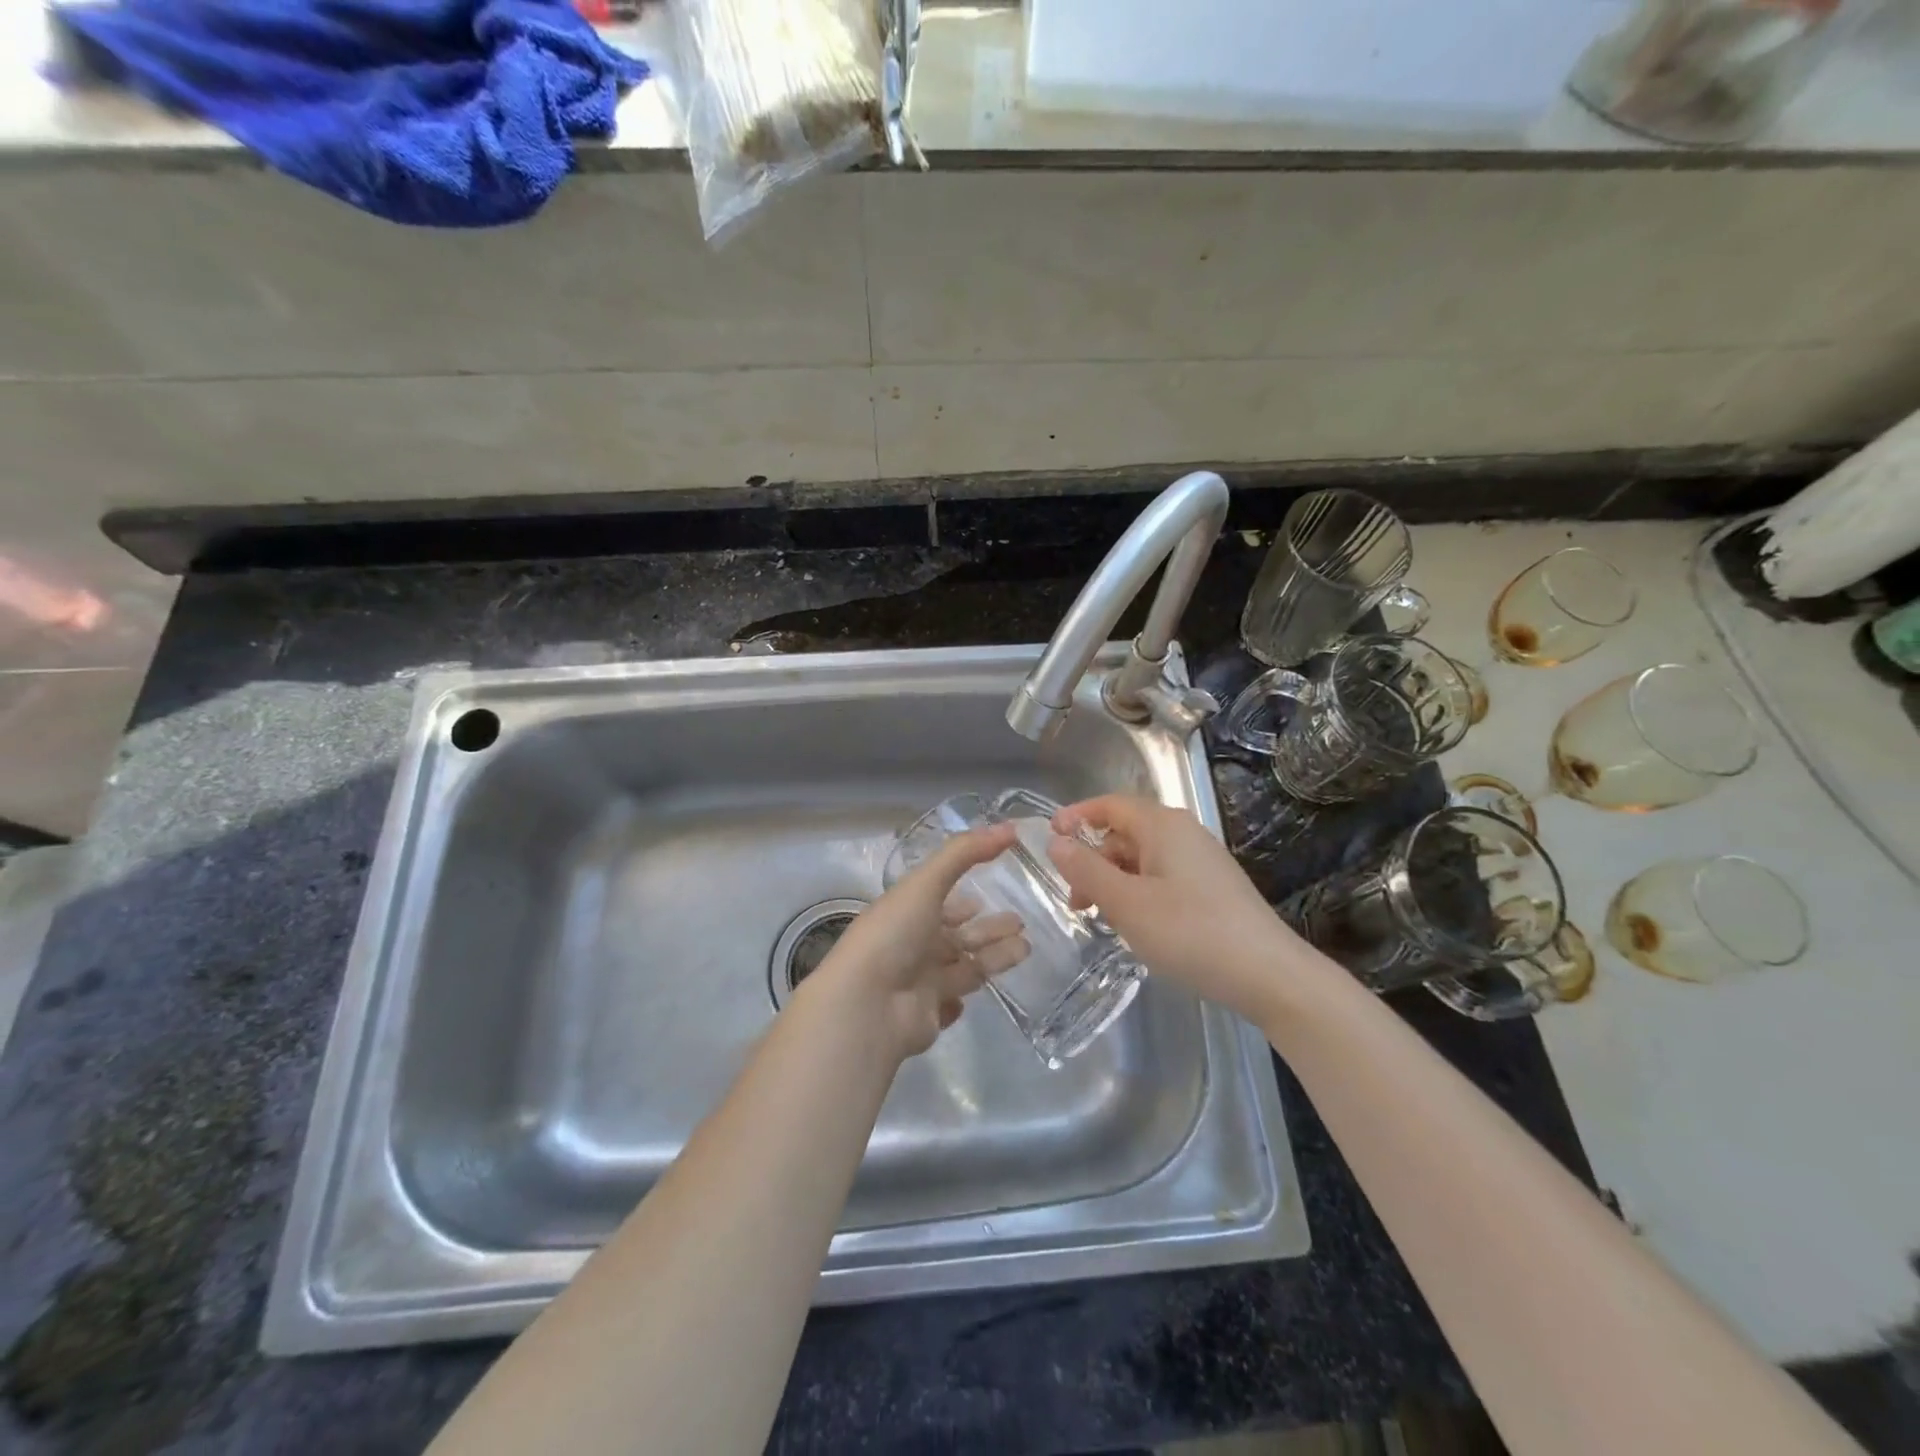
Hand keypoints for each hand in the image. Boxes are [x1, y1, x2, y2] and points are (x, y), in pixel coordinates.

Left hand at [810, 824, 1029, 1061]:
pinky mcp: (927, 1016)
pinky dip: (963, 996)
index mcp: (907, 912)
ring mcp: (918, 982)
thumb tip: (1011, 827)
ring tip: (1026, 948)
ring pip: (963, 967)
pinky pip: (949, 1004)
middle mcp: (912, 945)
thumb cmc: (894, 934)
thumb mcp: (927, 883)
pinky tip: (984, 991)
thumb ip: (966, 852)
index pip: (941, 902)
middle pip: (958, 935)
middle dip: (989, 929)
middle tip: (1021, 923)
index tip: (992, 891)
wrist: (867, 1006)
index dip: (965, 899)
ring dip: (992, 958)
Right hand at [1046, 795, 1328, 1024]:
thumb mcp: (1126, 903)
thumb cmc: (1190, 932)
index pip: (1109, 805)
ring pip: (1142, 858)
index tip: (1048, 839)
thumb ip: (1086, 869)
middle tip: (1075, 901)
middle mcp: (1183, 833)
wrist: (1270, 975)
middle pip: (1124, 833)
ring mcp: (1202, 860)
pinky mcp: (1213, 887)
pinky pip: (1162, 877)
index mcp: (1162, 825)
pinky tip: (1137, 925)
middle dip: (1092, 860)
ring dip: (1114, 881)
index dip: (1076, 817)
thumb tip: (1055, 842)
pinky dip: (1138, 892)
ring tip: (1102, 919)